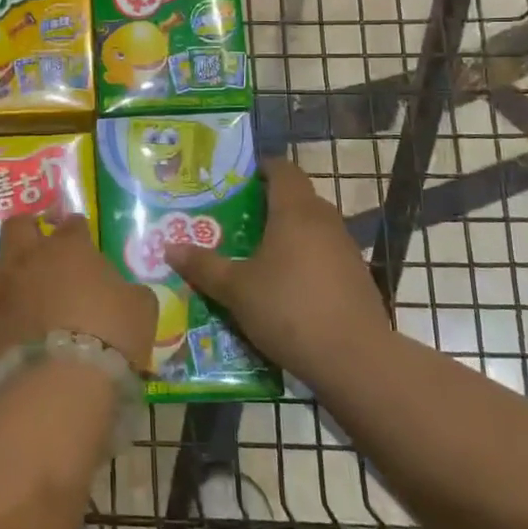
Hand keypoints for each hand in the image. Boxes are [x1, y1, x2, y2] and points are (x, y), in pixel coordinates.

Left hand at [0, 215, 156, 372]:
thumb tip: (126, 293)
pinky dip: (8, 310)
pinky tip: (22, 323)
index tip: (84, 239)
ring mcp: (6, 290)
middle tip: (41, 243)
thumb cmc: (109, 332)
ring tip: (27, 285)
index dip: (78, 230)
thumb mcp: (140, 308)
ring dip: (11, 269)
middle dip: (28, 229)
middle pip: (17, 227)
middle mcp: (30, 259)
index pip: (72, 224)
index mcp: (69, 247)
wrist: (61, 381)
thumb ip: (130, 292)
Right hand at [166, 158, 386, 381]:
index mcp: (294, 211)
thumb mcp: (235, 290)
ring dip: (289, 234)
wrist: (355, 359)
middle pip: (298, 197)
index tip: (238, 181)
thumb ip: (203, 266)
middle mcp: (324, 221)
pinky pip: (326, 255)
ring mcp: (346, 249)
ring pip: (313, 227)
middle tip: (238, 220)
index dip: (262, 168)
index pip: (283, 169)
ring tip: (259, 256)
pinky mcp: (358, 277)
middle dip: (269, 204)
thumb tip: (170, 248)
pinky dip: (307, 260)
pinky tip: (288, 287)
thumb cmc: (288, 309)